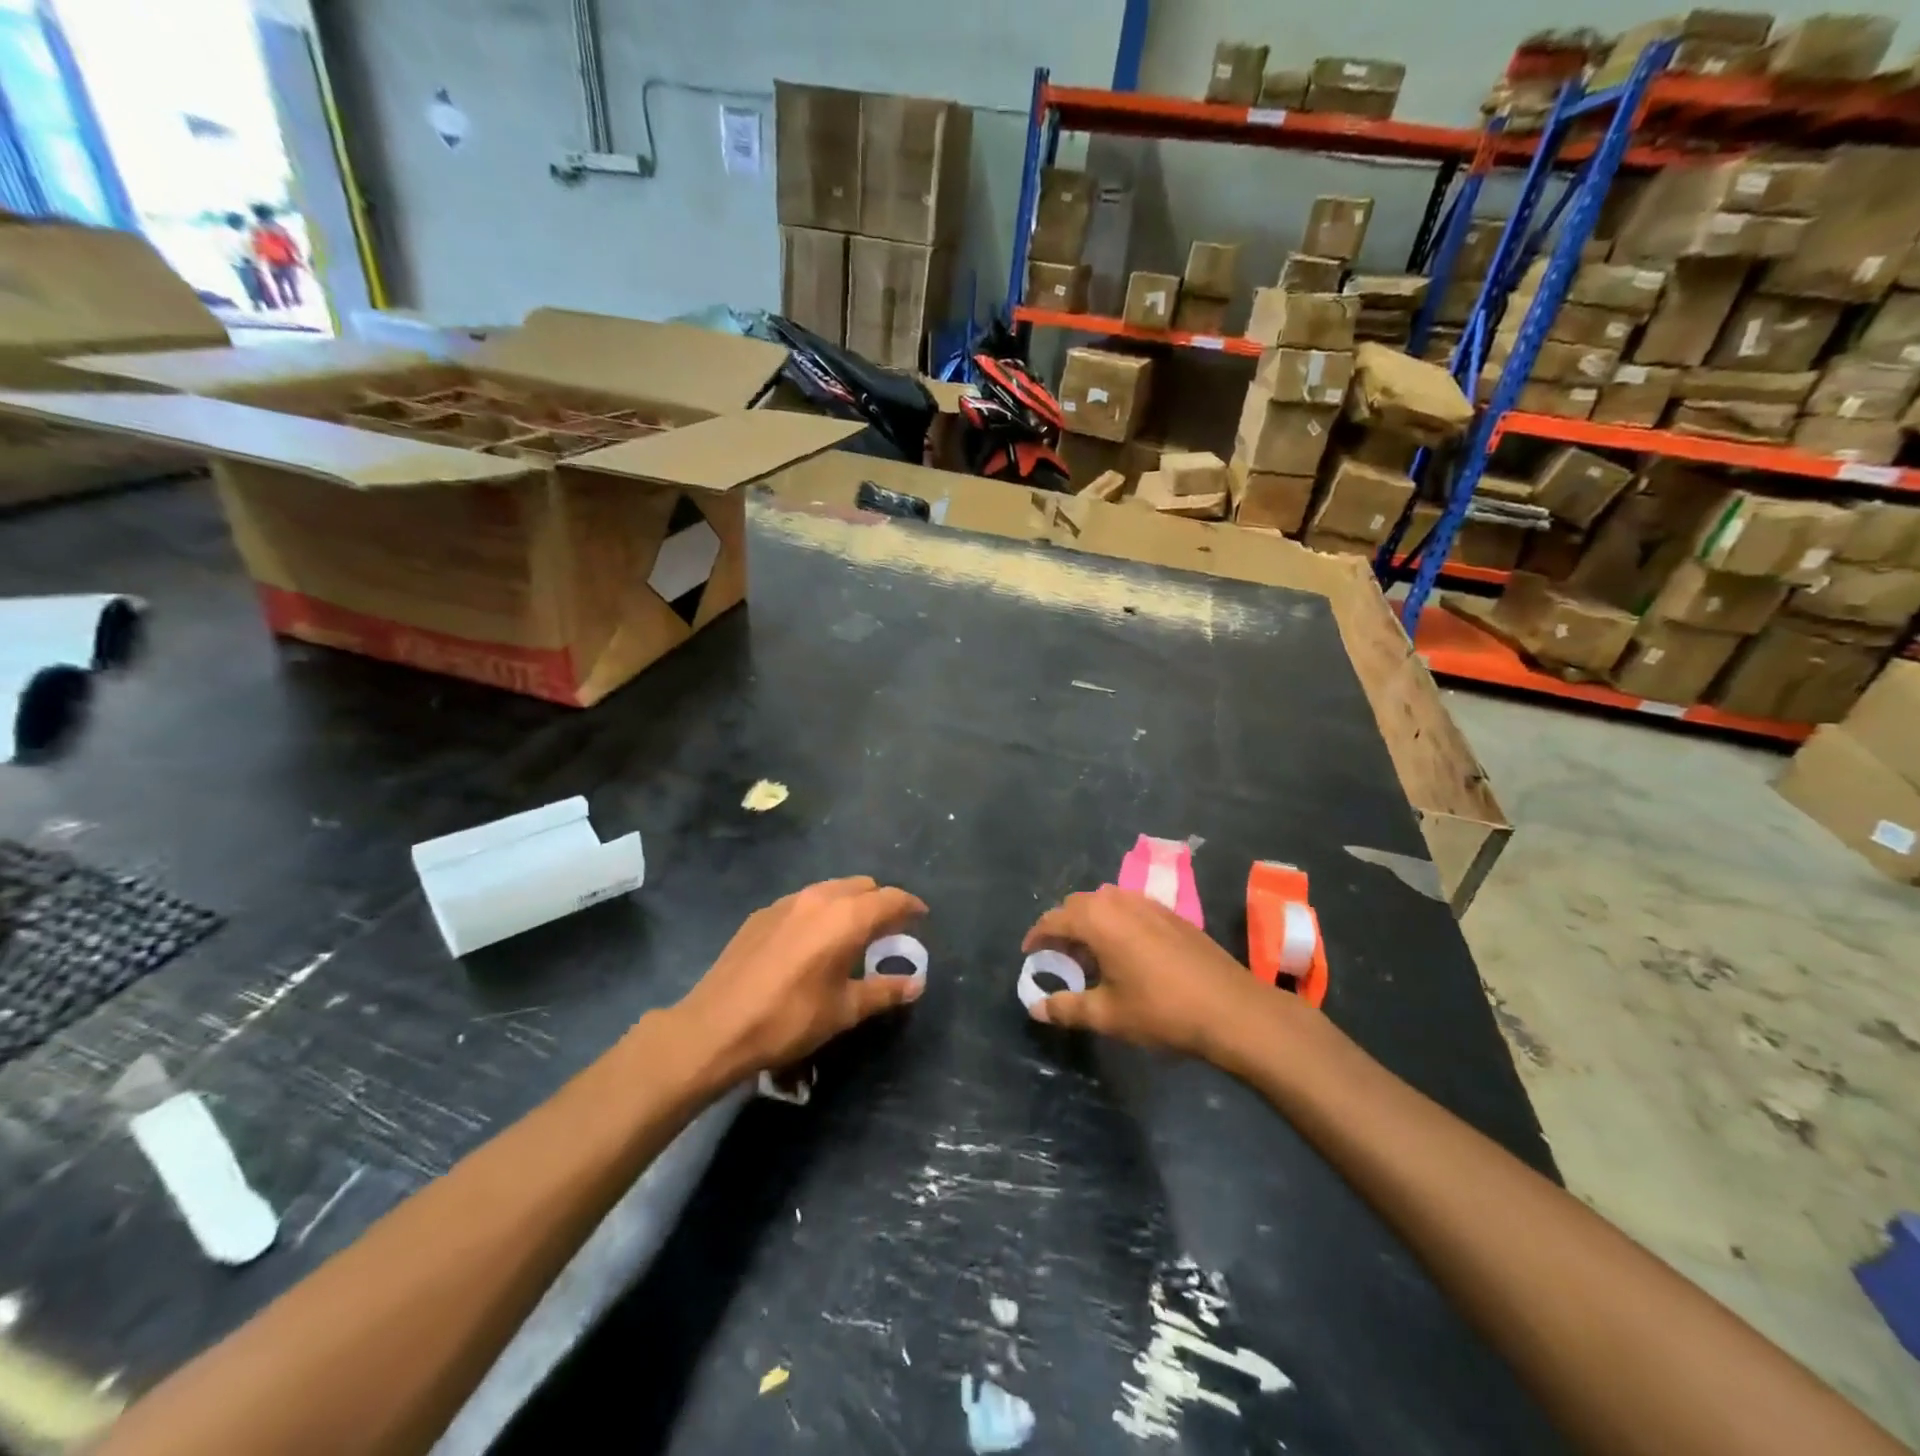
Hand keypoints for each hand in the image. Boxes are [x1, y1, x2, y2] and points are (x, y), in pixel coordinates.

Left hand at [676, 877, 927, 1082]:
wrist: (716, 1026)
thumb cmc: (790, 1018)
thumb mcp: (844, 1010)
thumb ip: (884, 991)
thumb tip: (916, 984)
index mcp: (846, 917)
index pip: (891, 898)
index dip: (911, 906)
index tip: (921, 918)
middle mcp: (820, 897)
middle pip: (862, 886)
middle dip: (880, 902)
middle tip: (887, 930)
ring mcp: (786, 902)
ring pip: (831, 889)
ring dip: (849, 904)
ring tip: (851, 934)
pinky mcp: (762, 913)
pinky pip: (804, 901)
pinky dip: (820, 912)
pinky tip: (811, 943)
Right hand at [1022, 885, 1278, 1060]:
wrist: (1231, 1009)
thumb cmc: (1161, 1011)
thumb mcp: (1107, 1015)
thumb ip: (1066, 1008)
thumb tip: (1036, 1008)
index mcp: (1098, 919)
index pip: (1054, 918)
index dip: (1037, 936)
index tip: (1029, 954)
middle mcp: (1120, 901)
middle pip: (1079, 905)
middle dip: (1063, 927)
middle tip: (1058, 957)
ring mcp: (1149, 903)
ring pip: (1106, 903)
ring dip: (1090, 923)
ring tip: (1090, 956)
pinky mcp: (1172, 914)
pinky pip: (1130, 908)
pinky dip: (1115, 923)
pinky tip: (1125, 953)